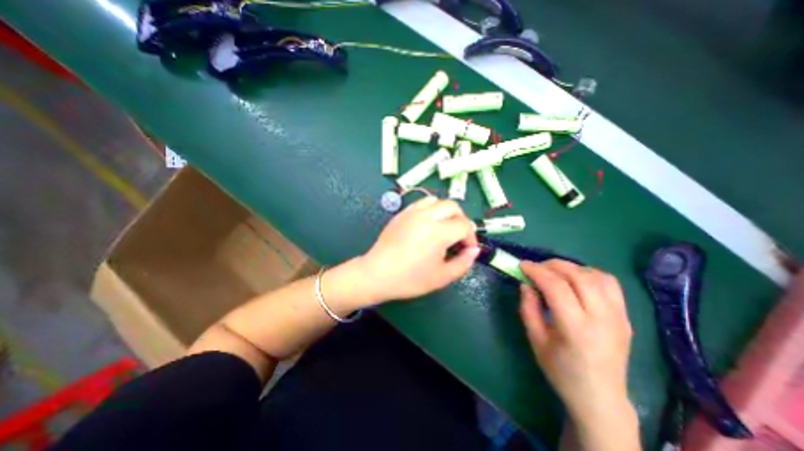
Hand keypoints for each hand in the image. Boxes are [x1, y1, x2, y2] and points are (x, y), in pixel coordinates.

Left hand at [361, 196, 478, 303]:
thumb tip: (474, 250)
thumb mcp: (442, 277)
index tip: (467, 250)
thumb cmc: (410, 279)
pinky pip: (421, 203)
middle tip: (458, 237)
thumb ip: (463, 263)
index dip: (471, 238)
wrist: (377, 273)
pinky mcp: (402, 213)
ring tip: (443, 228)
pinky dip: (430, 210)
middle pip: (453, 206)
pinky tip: (427, 225)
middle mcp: (427, 216)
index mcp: (439, 232)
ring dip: (445, 212)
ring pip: (436, 200)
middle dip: (461, 220)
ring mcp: (412, 212)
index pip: (464, 225)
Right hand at [522, 259, 634, 424]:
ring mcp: (618, 317)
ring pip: (596, 275)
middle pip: (578, 276)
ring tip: (554, 272)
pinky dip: (589, 273)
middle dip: (552, 265)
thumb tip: (526, 284)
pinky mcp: (626, 316)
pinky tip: (576, 279)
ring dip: (571, 268)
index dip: (537, 271)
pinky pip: (610, 283)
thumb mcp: (535, 339)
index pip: (556, 287)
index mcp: (576, 329)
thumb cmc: (561, 370)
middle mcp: (601, 319)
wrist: (600, 397)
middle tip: (536, 267)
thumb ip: (528, 308)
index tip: (522, 265)